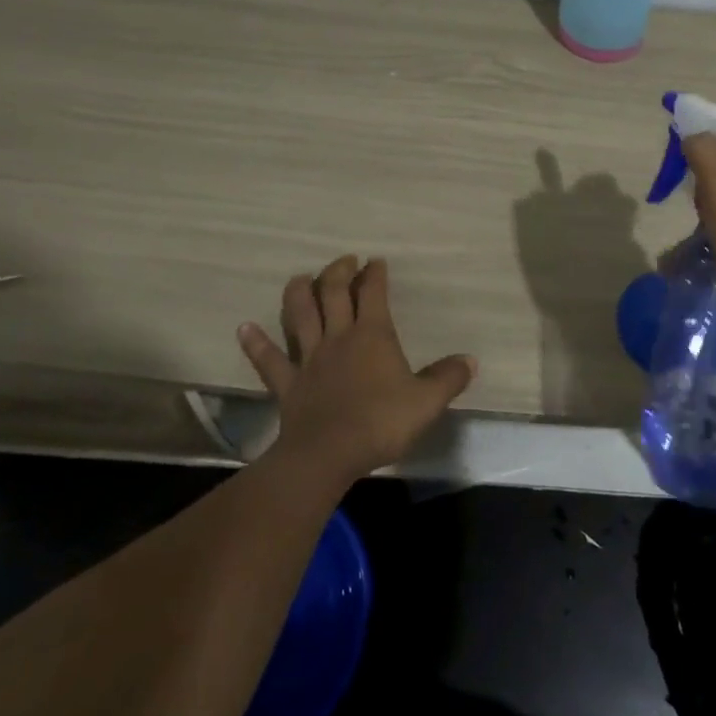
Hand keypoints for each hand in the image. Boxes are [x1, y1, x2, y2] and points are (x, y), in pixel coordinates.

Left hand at [237, 255, 475, 485]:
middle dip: (338, 271)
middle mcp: (338, 337)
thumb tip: (470, 360)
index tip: (376, 261)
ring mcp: (309, 359)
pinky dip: (256, 343)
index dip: (374, 274)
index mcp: (372, 334)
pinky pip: (268, 360)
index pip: (373, 292)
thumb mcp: (426, 402)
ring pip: (299, 316)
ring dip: (298, 293)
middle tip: (344, 260)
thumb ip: (448, 378)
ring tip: (301, 277)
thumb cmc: (380, 422)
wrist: (328, 454)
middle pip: (333, 293)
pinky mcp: (287, 384)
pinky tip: (244, 328)